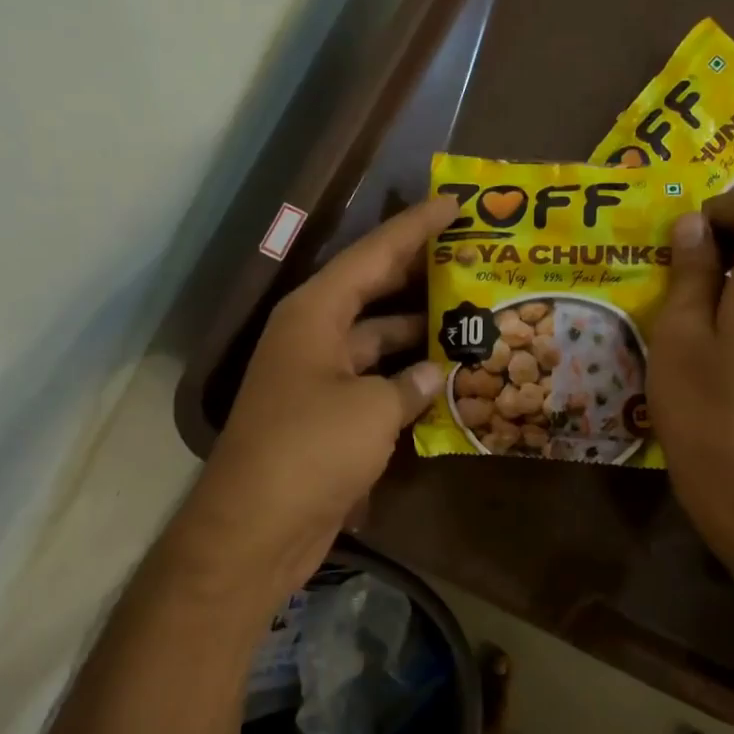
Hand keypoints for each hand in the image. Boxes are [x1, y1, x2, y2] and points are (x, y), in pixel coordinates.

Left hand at [176, 195, 456, 602]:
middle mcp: (315, 337)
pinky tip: (450, 382)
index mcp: (315, 314)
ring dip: (420, 336)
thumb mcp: (372, 409)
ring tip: (473, 321)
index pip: (372, 256)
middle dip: (422, 278)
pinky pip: (377, 384)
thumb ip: (410, 384)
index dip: (414, 228)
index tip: (454, 205)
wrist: (259, 528)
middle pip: (375, 293)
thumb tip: (434, 375)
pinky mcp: (330, 418)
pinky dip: (409, 382)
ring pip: (380, 342)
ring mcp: (321, 379)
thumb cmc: (311, 451)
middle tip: (474, 262)